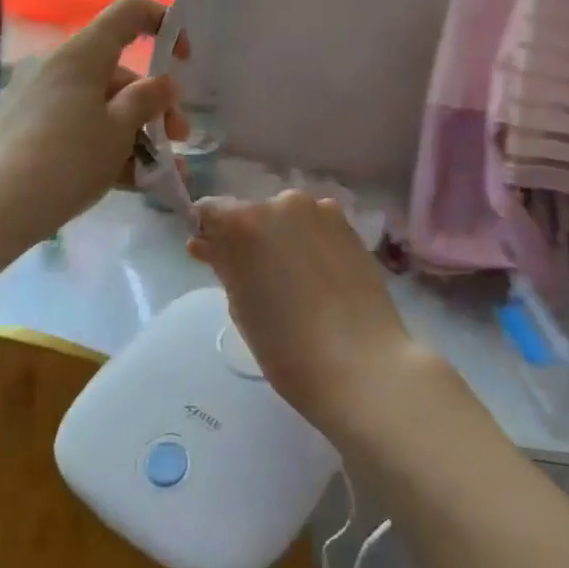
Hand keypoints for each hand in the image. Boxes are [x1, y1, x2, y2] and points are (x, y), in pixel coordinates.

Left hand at [0, 0, 187, 245]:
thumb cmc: (65, 161)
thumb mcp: (118, 131)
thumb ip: (147, 101)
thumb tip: (163, 84)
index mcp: (81, 55)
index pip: (128, 13)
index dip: (163, 23)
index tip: (184, 59)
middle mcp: (57, 67)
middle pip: (119, 72)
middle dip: (154, 107)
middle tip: (177, 142)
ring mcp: (37, 98)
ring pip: (100, 106)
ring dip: (134, 135)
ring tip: (159, 175)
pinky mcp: (24, 129)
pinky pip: (76, 126)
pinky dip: (104, 146)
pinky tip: (128, 181)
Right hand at [185, 192, 428, 439]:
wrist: (361, 364)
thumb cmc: (287, 347)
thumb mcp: (241, 306)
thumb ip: (223, 265)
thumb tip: (206, 243)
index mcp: (244, 222)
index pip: (211, 211)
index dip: (209, 233)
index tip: (212, 257)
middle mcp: (282, 203)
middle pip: (253, 212)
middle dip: (248, 237)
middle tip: (256, 278)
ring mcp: (321, 211)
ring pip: (288, 218)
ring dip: (283, 238)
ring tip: (293, 281)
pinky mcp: (351, 227)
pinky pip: (318, 227)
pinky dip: (311, 243)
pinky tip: (319, 278)